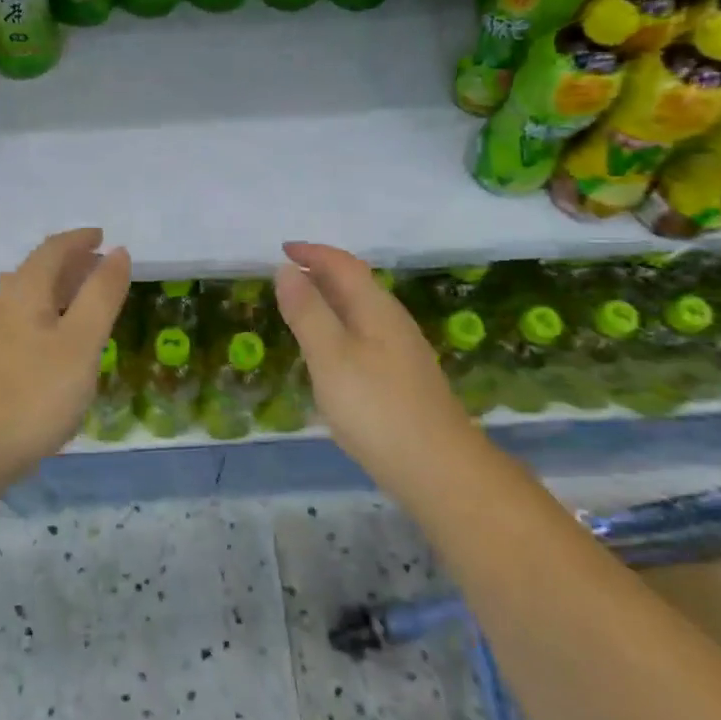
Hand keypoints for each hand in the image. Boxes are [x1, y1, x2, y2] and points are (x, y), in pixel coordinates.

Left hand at [0, 228, 130, 493]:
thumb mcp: (80, 345)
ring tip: (80, 304)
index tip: (103, 236)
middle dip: (69, 265)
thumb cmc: (30, 396)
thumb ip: (101, 297)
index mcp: (23, 291)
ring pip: (24, 301)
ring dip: (55, 294)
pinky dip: (41, 320)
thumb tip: (118, 252)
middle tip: (98, 268)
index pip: (53, 250)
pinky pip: (16, 326)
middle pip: (35, 273)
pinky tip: (50, 346)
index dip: (80, 240)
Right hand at [274, 242, 481, 483]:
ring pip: (360, 311)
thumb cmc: (377, 408)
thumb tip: (286, 269)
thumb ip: (307, 312)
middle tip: (284, 277)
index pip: (344, 265)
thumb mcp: (330, 357)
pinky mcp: (402, 378)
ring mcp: (401, 351)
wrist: (438, 470)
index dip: (313, 253)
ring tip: (299, 309)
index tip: (282, 249)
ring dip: (329, 301)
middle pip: (355, 284)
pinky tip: (328, 353)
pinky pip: (363, 335)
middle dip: (320, 273)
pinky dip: (338, 328)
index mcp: (376, 309)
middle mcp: (392, 322)